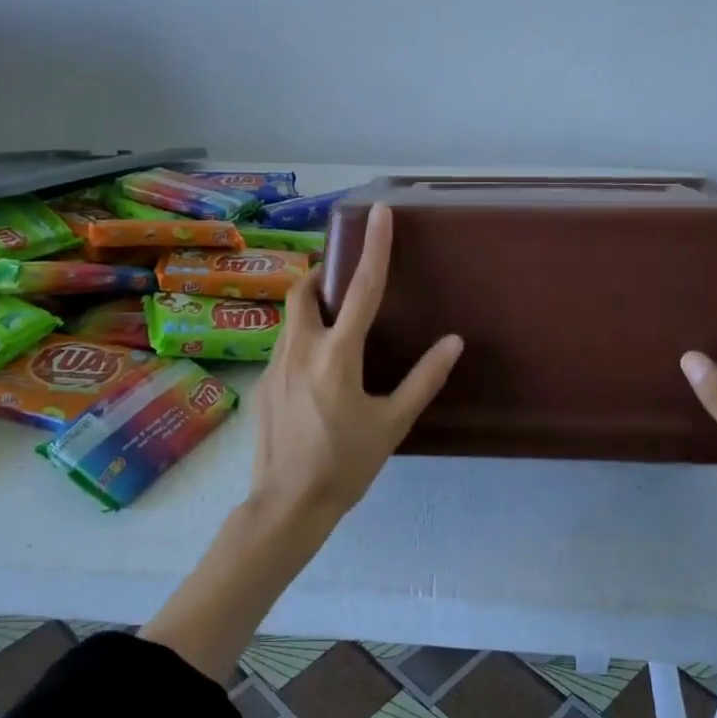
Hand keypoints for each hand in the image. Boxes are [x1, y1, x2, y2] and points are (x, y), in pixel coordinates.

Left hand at [246, 203, 463, 543]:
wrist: (287, 505)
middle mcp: (300, 349)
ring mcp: (274, 365)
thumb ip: (424, 379)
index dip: (375, 247)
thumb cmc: (346, 464)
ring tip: (335, 329)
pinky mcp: (262, 383)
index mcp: (337, 355)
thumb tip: (454, 341)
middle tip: (343, 282)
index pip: (362, 288)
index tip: (379, 212)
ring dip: (311, 309)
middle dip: (322, 275)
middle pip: (304, 289)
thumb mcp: (393, 424)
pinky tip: (316, 375)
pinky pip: (283, 346)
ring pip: (290, 318)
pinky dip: (302, 341)